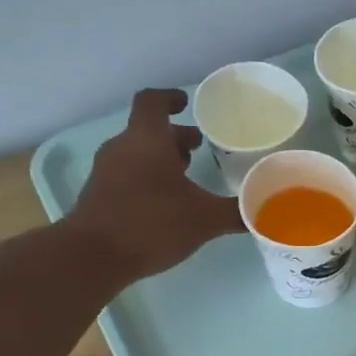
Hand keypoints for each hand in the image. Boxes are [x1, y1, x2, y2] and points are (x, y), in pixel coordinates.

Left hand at [66, 88, 243, 281]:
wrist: (93, 257)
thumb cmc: (152, 224)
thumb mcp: (205, 219)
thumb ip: (237, 212)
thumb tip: (263, 211)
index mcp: (148, 139)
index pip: (153, 101)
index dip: (170, 98)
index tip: (186, 103)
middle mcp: (124, 147)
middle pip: (148, 130)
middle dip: (175, 136)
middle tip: (200, 147)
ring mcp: (107, 171)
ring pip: (137, 153)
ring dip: (161, 158)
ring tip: (187, 176)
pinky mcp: (99, 194)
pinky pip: (127, 174)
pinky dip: (148, 177)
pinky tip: (167, 203)